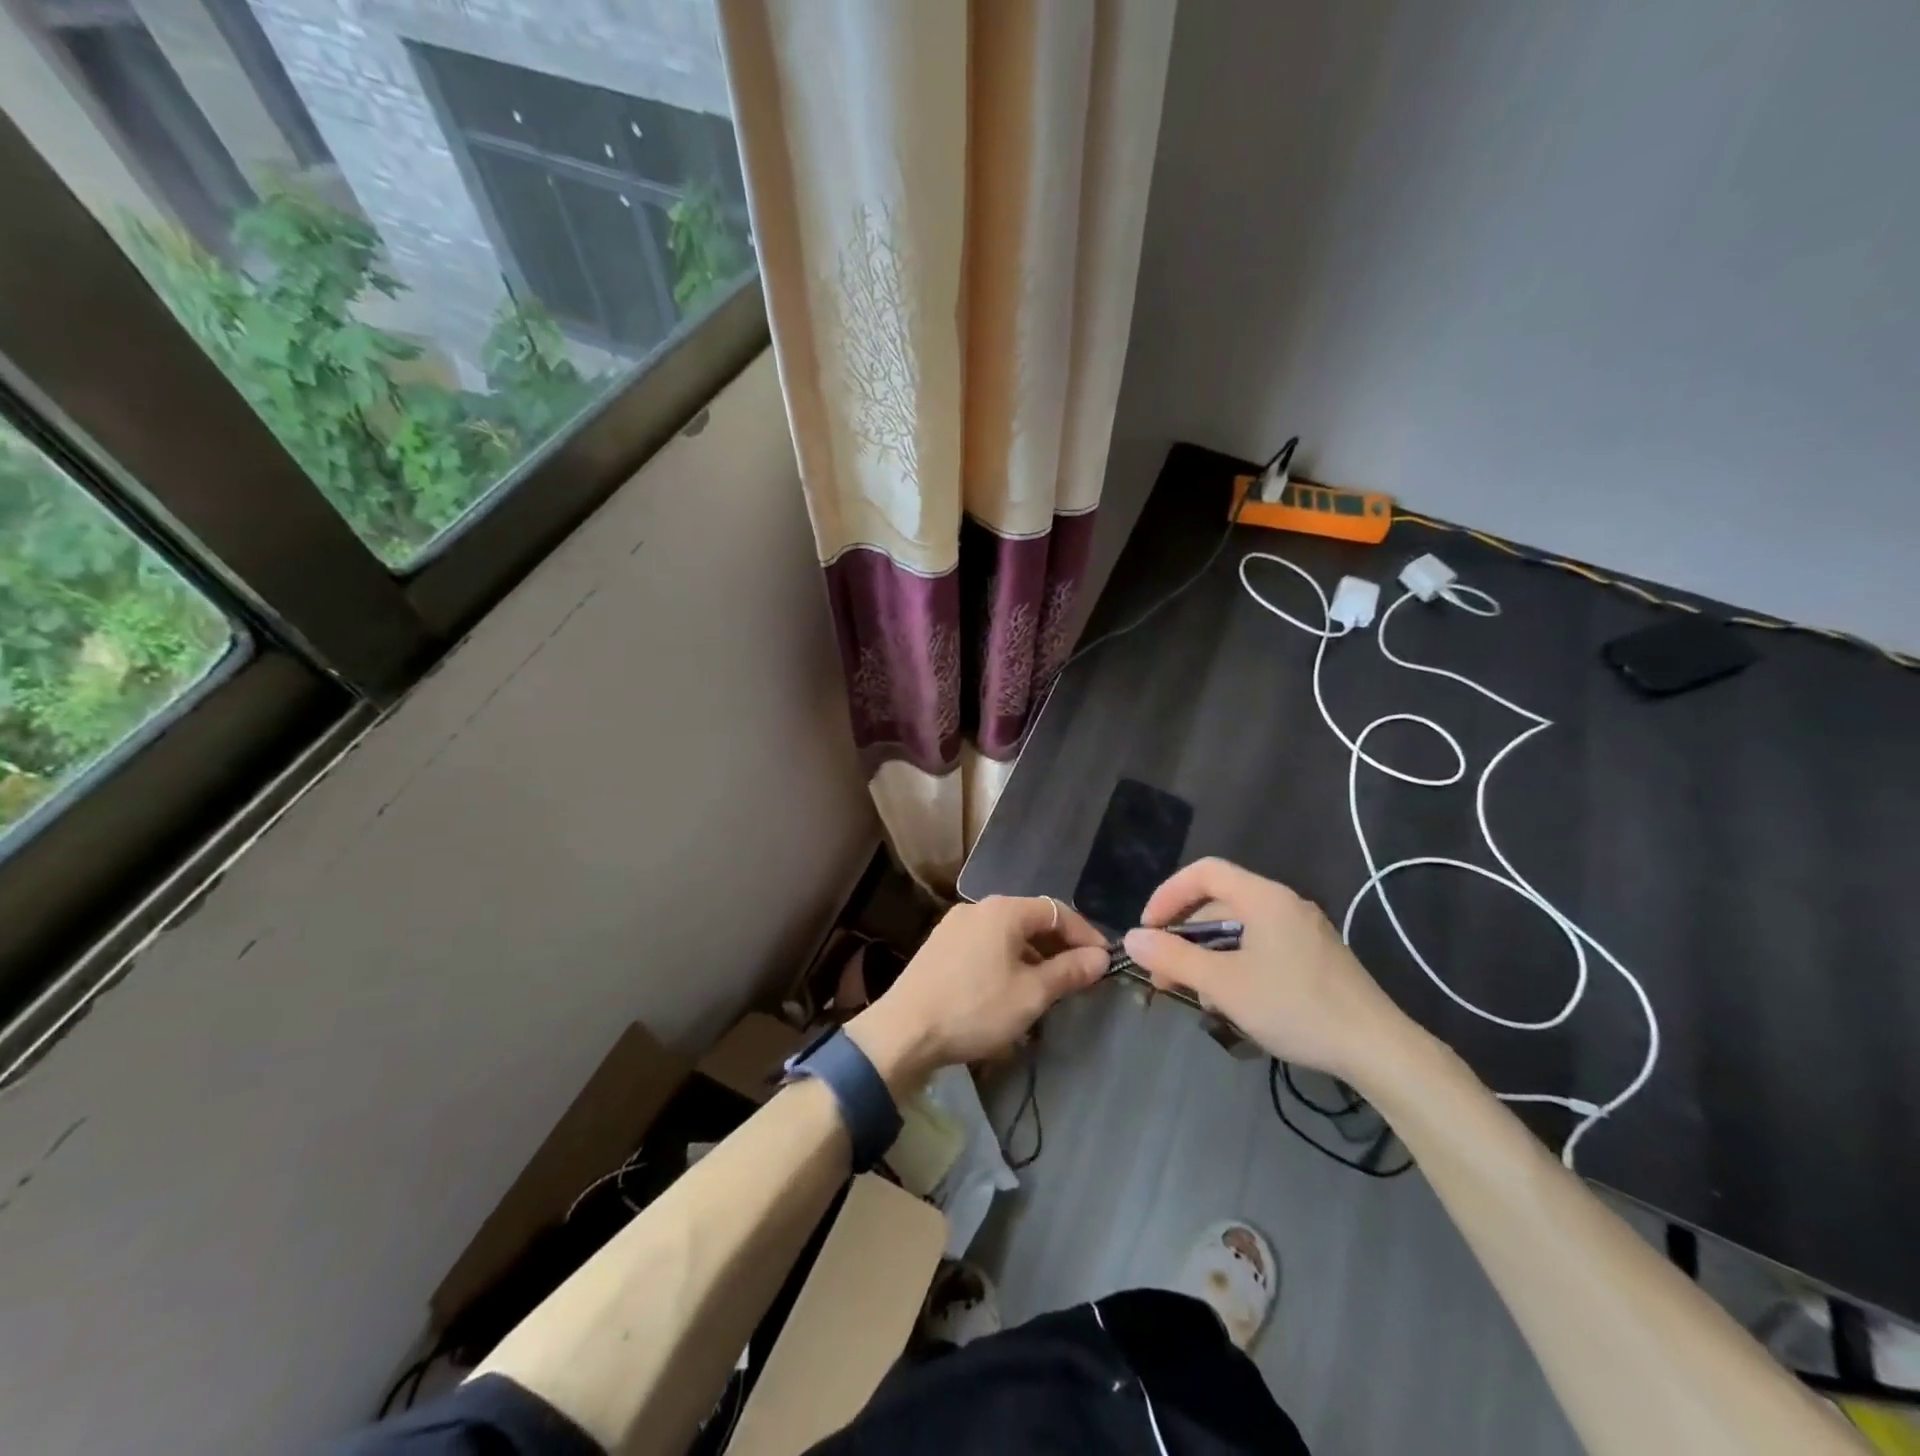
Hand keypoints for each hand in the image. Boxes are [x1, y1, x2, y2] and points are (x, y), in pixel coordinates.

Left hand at [846, 896, 1109, 1092]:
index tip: (1104, 961)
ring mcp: (955, 926)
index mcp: (1002, 910)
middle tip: (1080, 976)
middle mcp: (977, 908)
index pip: (1057, 911)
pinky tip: (1012, 989)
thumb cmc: (975, 1008)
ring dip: (1033, 956)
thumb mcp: (1031, 994)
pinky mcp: (940, 947)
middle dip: (1059, 946)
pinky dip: (1007, 960)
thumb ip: (1069, 972)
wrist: (904, 1031)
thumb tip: (1100, 957)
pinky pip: (986, 945)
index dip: (1084, 935)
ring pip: (1007, 934)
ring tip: (1050, 987)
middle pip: (1030, 919)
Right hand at [1122, 858, 1418, 1083]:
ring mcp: (1303, 931)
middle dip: (1185, 936)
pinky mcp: (1315, 957)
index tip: (1148, 931)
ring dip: (1208, 956)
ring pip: (1239, 930)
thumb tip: (1132, 938)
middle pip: (1219, 903)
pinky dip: (1235, 965)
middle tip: (1164, 975)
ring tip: (1196, 996)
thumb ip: (1174, 957)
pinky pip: (1261, 947)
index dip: (1168, 895)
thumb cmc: (1295, 1007)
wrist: (1378, 1049)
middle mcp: (1284, 904)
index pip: (1203, 872)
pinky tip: (1232, 1001)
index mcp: (1263, 897)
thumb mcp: (1224, 984)